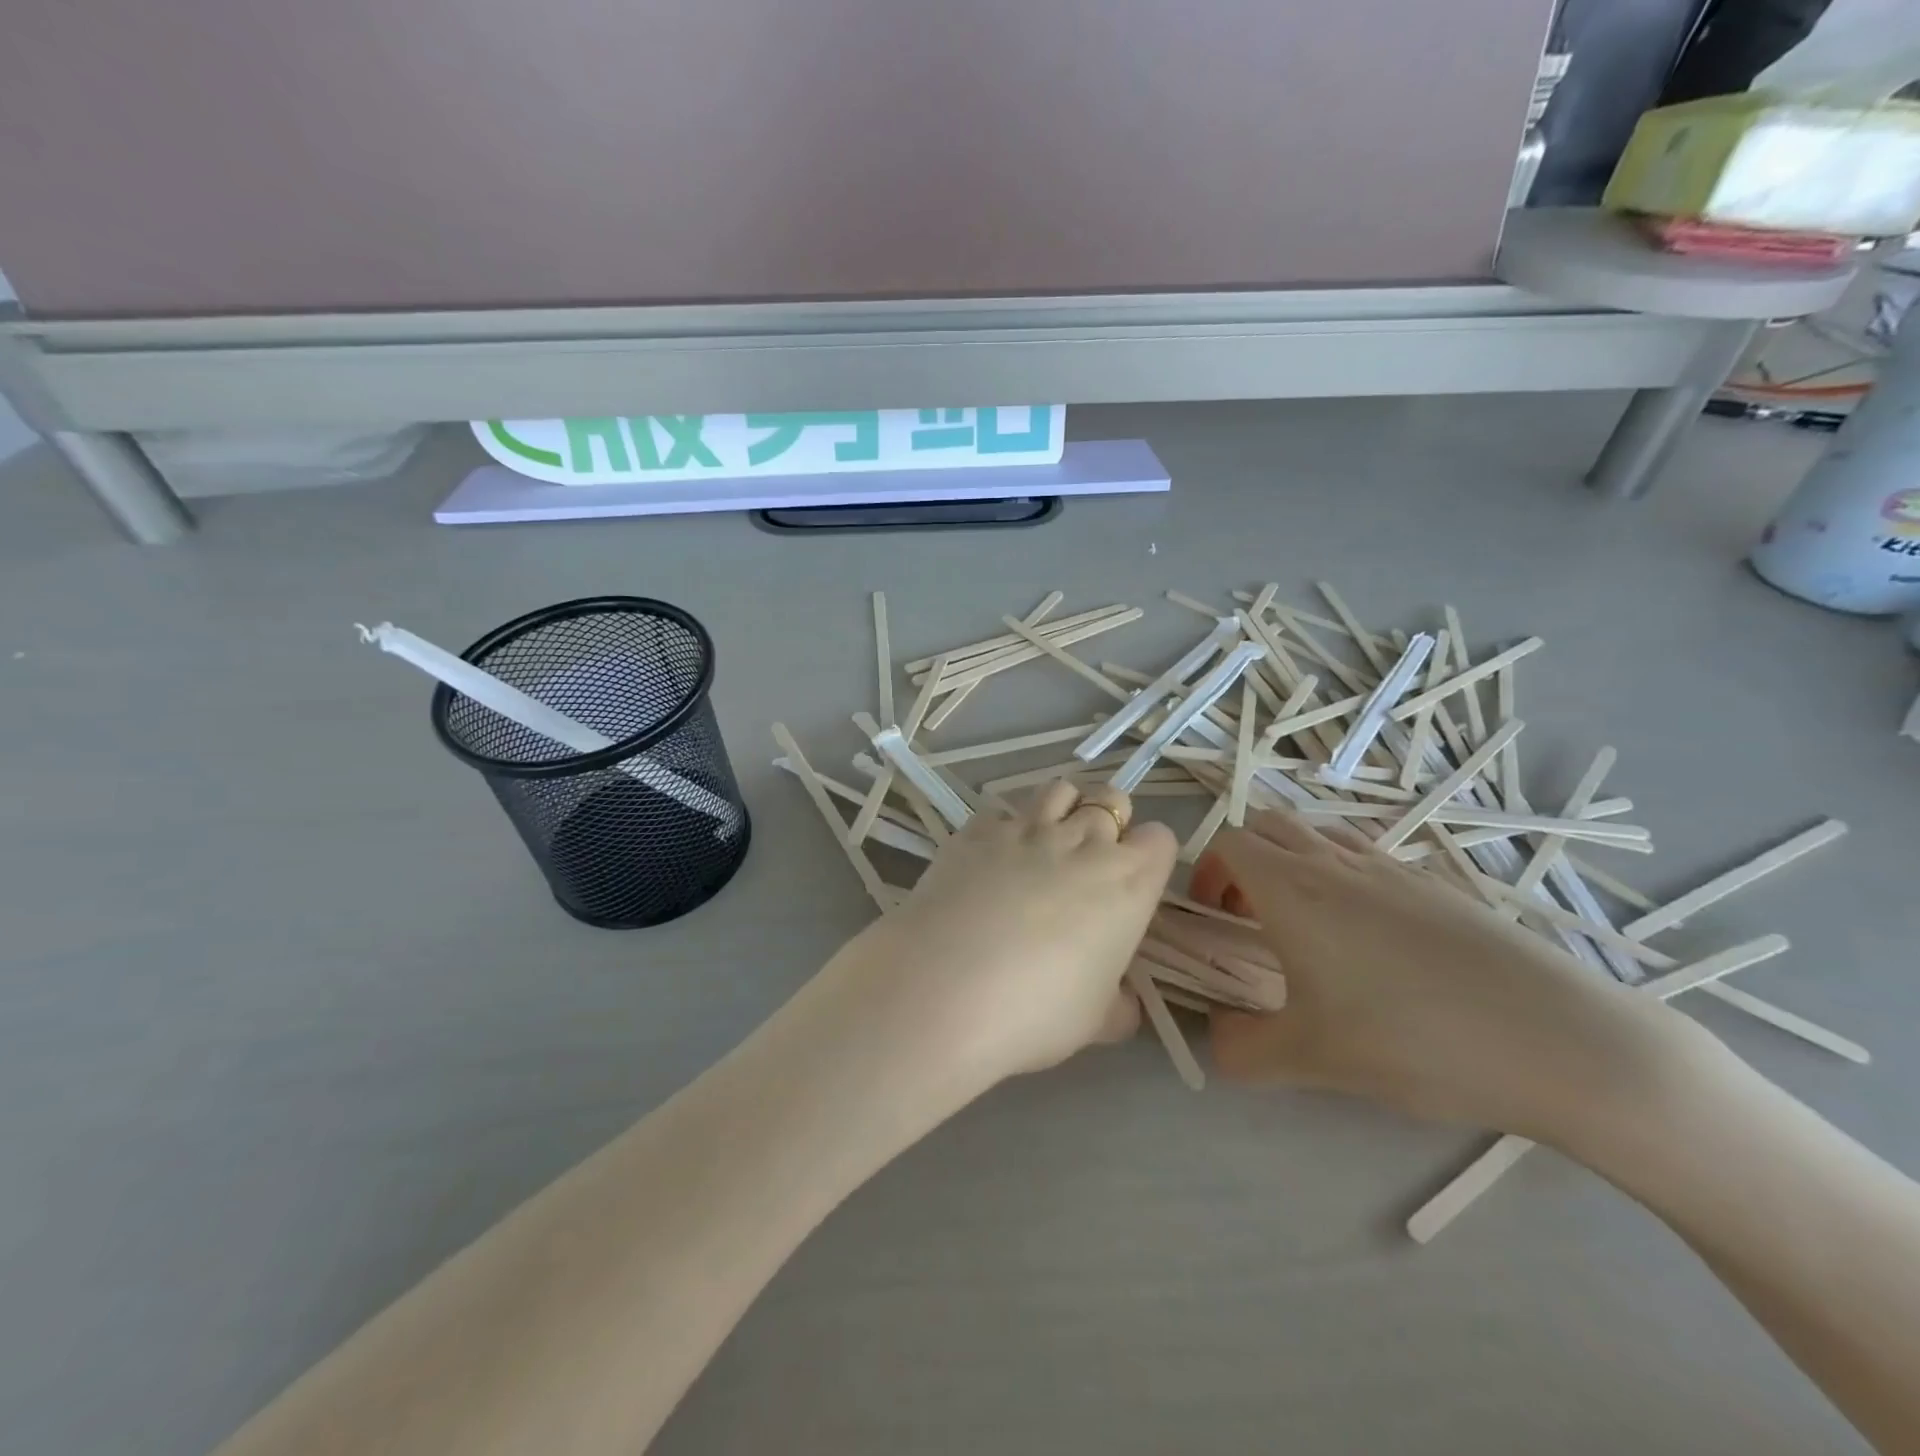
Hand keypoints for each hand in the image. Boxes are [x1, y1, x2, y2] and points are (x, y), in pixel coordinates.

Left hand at [821, 781, 1177, 1094]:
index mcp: (1127, 883)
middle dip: (1109, 821)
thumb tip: (1124, 1002)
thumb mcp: (1095, 1022)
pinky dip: (1004, 828)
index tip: (1133, 883)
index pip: (1160, 839)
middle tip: (1089, 860)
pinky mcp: (976, 829)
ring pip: (1060, 790)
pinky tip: (990, 859)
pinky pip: (1001, 811)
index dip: (1149, 857)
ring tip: (1045, 845)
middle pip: (1112, 800)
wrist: (944, 988)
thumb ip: (1119, 1005)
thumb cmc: (1036, 1011)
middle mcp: (1082, 842)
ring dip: (1062, 809)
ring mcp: (1026, 828)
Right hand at [1192, 809, 1702, 1144]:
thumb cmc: (1415, 1041)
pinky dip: (1343, 875)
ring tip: (1307, 925)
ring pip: (1319, 834)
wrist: (1560, 1042)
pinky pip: (1367, 856)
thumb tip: (1216, 1039)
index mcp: (1293, 888)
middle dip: (1243, 860)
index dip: (1206, 873)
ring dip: (1293, 862)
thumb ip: (1241, 1049)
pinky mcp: (1438, 885)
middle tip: (1250, 918)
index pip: (1227, 842)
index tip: (1215, 921)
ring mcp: (1392, 867)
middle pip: (1268, 825)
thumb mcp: (1311, 1060)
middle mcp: (1336, 862)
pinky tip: (1371, 939)